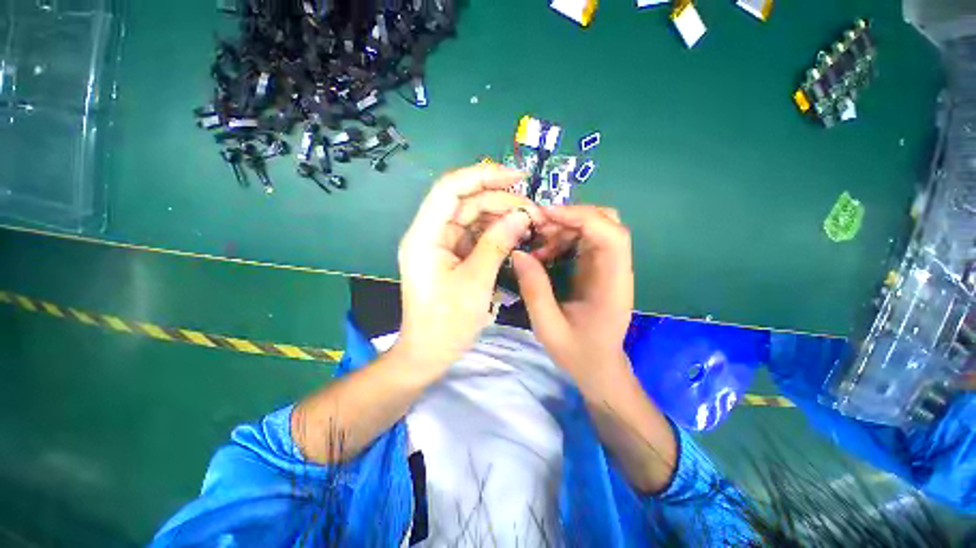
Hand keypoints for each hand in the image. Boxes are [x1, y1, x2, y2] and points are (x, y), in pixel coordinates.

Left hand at [395, 163, 541, 375]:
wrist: (429, 352)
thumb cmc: (447, 322)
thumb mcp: (476, 282)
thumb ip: (497, 244)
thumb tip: (521, 216)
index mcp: (425, 236)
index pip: (449, 189)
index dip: (482, 176)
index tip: (517, 177)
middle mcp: (430, 234)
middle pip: (465, 202)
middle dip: (500, 201)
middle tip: (533, 211)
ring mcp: (441, 245)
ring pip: (472, 217)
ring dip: (500, 216)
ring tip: (529, 222)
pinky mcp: (452, 255)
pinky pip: (475, 235)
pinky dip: (495, 232)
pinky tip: (515, 234)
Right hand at [512, 205, 633, 383]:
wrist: (599, 368)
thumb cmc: (578, 352)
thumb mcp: (548, 326)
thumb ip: (534, 289)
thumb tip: (518, 253)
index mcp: (613, 283)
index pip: (610, 234)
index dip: (580, 217)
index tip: (544, 216)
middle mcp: (617, 269)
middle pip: (606, 222)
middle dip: (570, 217)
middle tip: (537, 227)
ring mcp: (609, 267)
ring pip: (594, 228)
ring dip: (563, 228)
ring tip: (536, 245)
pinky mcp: (599, 269)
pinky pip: (584, 240)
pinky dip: (563, 239)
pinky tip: (544, 254)